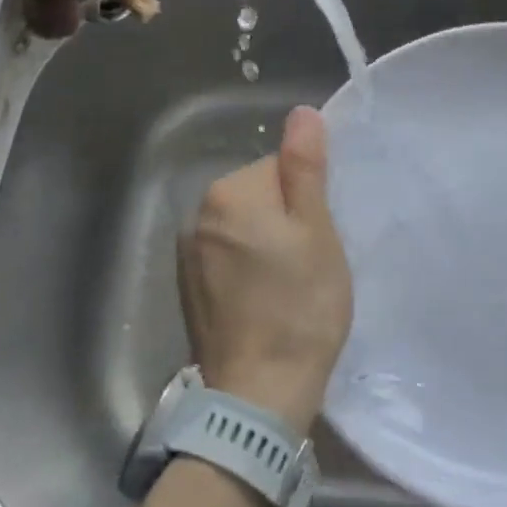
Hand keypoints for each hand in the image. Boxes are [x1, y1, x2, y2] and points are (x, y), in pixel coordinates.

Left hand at [178, 106, 353, 436]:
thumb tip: (301, 112)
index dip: (307, 200)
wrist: (258, 395)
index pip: (279, 168)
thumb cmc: (300, 306)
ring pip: (243, 228)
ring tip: (288, 288)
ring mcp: (187, 254)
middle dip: (285, 220)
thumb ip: (305, 167)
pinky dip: (246, 270)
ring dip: (265, 245)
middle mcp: (197, 214)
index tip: (319, 238)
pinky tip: (263, 303)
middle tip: (309, 264)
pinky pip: (226, 258)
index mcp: (229, 192)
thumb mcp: (316, 230)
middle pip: (258, 195)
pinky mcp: (186, 288)